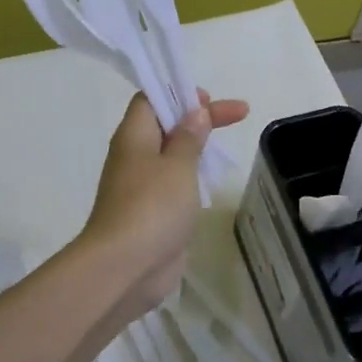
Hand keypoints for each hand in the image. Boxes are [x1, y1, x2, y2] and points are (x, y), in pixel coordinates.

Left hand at [80, 91, 249, 315]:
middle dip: (199, 119)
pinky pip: (173, 185)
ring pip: (170, 156)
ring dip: (196, 149)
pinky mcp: (151, 214)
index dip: (179, 93)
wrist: (125, 268)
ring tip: (225, 150)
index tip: (209, 99)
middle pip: (165, 125)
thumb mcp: (178, 165)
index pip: (150, 99)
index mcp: (134, 136)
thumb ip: (189, 137)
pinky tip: (211, 184)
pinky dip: (192, 178)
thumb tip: (194, 112)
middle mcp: (134, 157)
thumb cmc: (152, 207)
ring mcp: (141, 187)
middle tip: (237, 115)